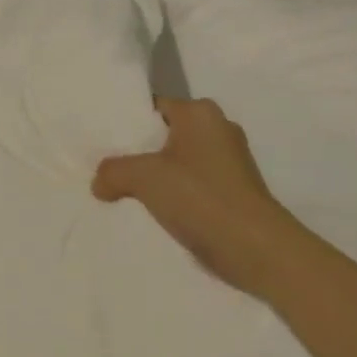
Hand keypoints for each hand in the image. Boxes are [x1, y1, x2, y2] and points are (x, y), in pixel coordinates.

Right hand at [92, 97, 295, 292]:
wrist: (257, 250)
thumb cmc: (201, 197)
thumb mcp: (144, 178)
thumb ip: (113, 171)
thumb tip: (99, 183)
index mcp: (200, 113)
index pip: (153, 107)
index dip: (126, 122)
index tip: (102, 141)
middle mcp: (218, 128)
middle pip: (164, 134)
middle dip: (138, 151)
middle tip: (106, 167)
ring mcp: (230, 161)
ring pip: (177, 161)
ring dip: (155, 177)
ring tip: (122, 192)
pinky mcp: (234, 191)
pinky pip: (192, 184)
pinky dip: (173, 194)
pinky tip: (151, 211)